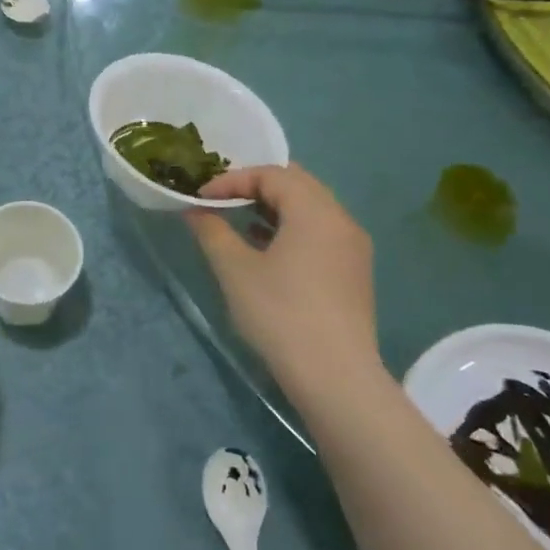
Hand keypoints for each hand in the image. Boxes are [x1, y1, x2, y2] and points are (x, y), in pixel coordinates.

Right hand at [185, 164, 380, 392]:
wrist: (334, 374)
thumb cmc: (279, 312)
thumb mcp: (234, 269)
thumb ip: (212, 231)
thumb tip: (195, 211)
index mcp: (315, 211)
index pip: (272, 175)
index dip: (232, 179)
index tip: (201, 198)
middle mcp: (341, 220)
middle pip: (297, 185)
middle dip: (255, 187)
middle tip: (221, 201)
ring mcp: (353, 248)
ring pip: (311, 209)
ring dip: (274, 208)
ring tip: (239, 223)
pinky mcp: (354, 273)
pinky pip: (320, 233)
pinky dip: (291, 229)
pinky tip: (266, 250)